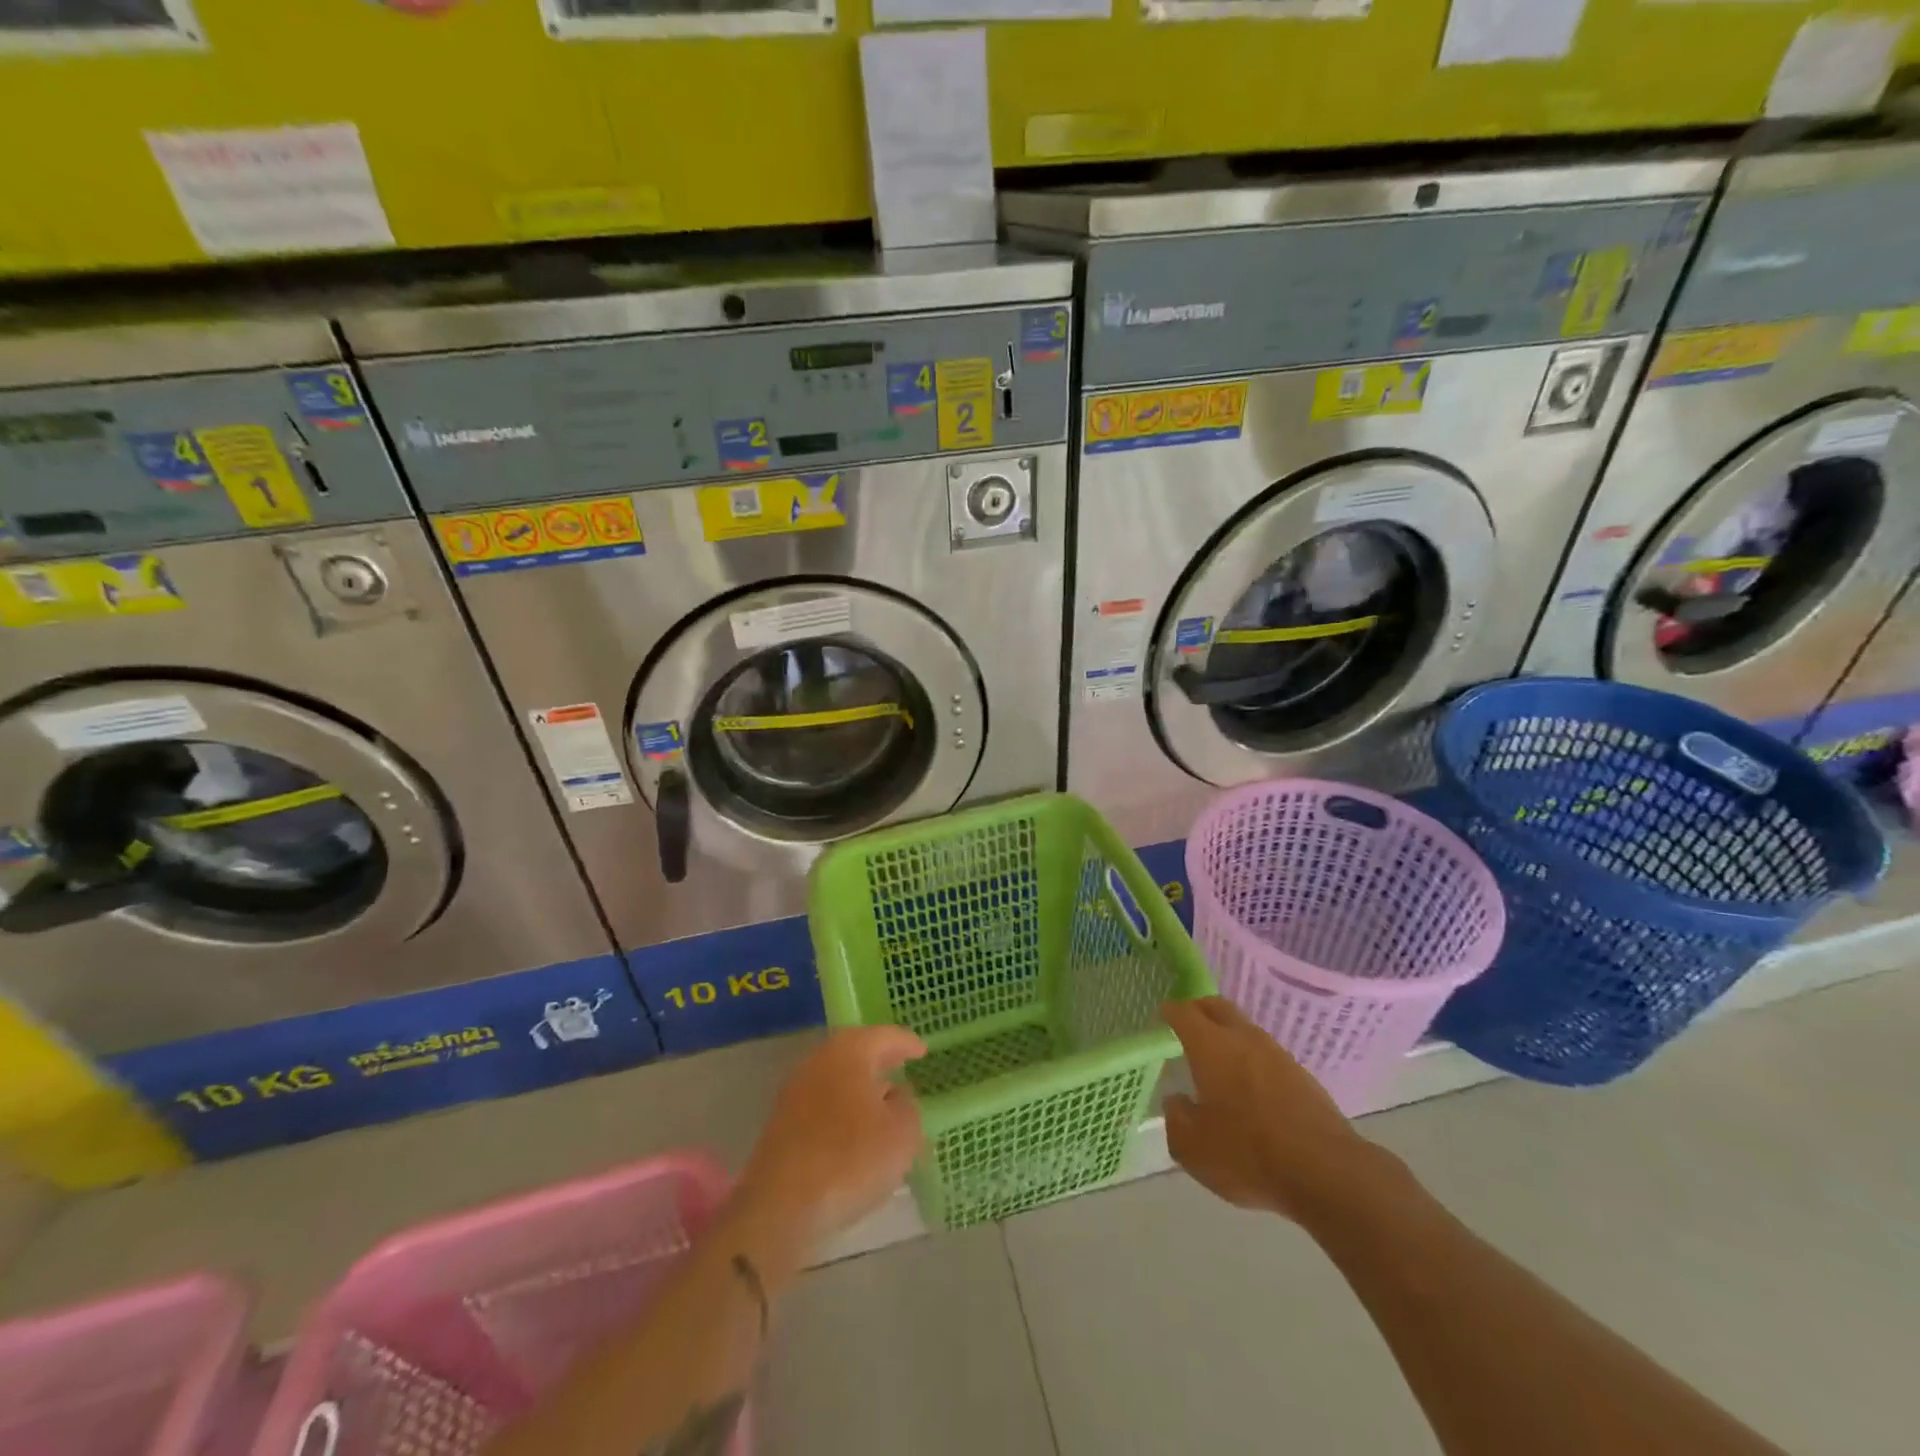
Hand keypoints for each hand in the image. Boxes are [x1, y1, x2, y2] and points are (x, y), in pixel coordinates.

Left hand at [735, 1027, 926, 1266]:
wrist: (781, 1207)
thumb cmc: (851, 1159)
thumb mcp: (902, 1134)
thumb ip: (907, 1107)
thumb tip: (896, 1096)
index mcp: (849, 1052)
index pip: (884, 1036)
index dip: (906, 1043)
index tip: (922, 1050)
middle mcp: (819, 1061)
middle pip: (855, 1052)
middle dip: (879, 1060)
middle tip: (901, 1065)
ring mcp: (795, 1092)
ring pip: (837, 1079)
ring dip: (860, 1087)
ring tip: (882, 1102)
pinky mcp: (782, 1124)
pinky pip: (822, 1104)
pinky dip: (842, 1109)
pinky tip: (855, 1132)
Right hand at [1162, 997, 1377, 1222]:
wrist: (1327, 1173)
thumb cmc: (1248, 1154)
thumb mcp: (1192, 1147)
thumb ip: (1177, 1118)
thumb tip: (1177, 1101)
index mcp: (1211, 1046)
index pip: (1184, 1012)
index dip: (1169, 1010)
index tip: (1161, 1014)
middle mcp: (1244, 1039)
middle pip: (1217, 1007)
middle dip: (1199, 1009)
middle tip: (1186, 1022)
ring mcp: (1277, 1055)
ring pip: (1245, 1030)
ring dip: (1228, 1035)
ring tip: (1217, 1057)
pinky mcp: (1303, 1077)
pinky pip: (1267, 1056)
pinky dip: (1251, 1060)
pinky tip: (1249, 1086)